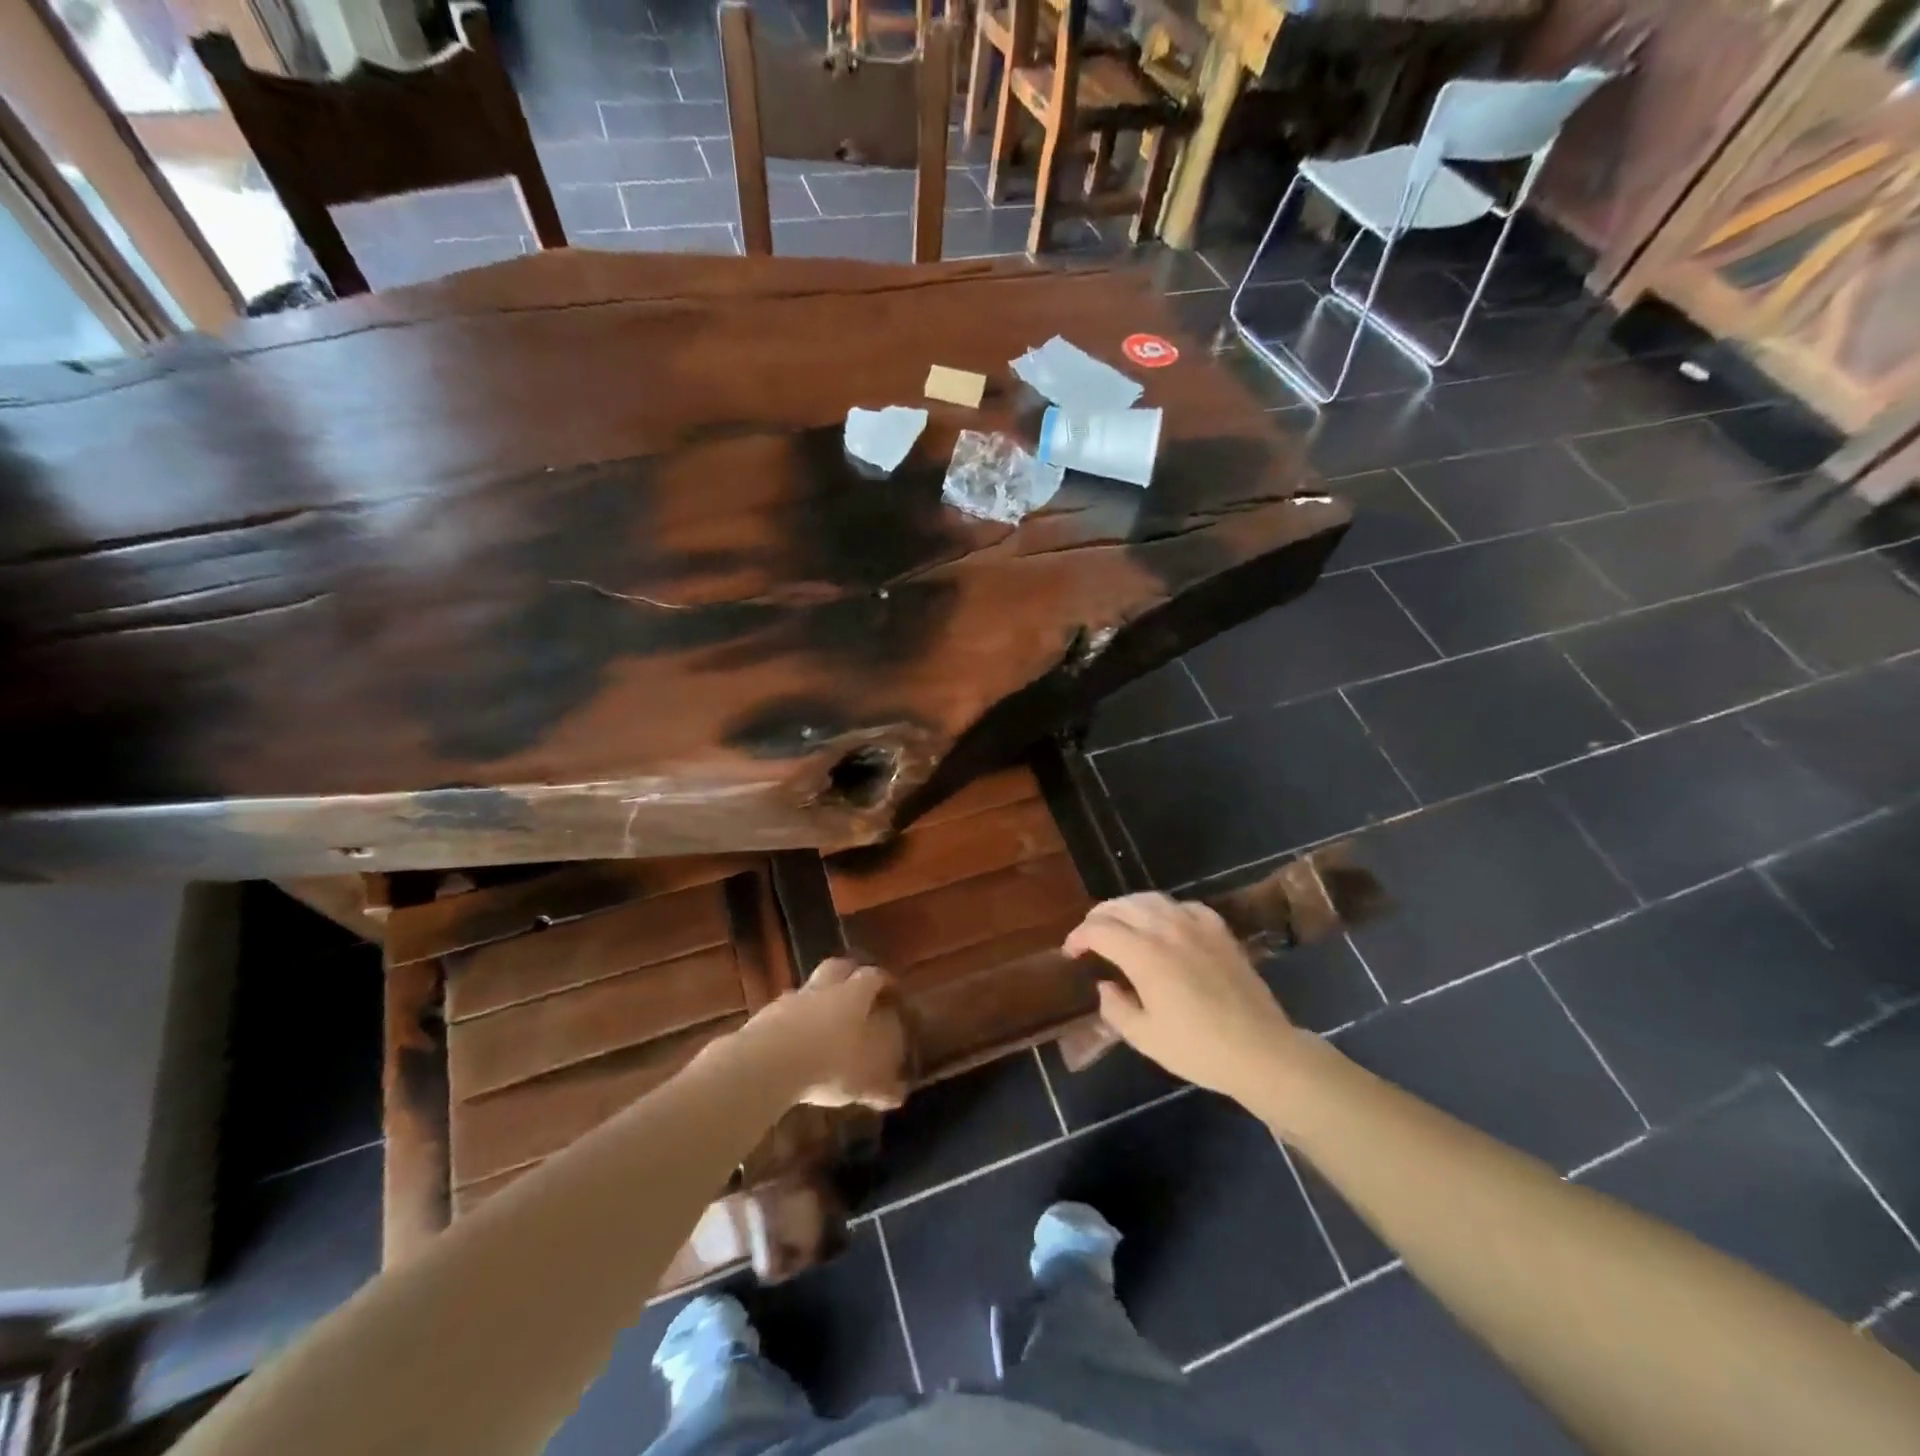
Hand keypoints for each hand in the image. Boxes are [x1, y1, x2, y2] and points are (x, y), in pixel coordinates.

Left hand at [741, 958, 908, 1109]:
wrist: (768, 1064)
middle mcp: (823, 988)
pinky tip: (796, 1041)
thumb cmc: (829, 1064)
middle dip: (849, 974)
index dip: (885, 981)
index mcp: (854, 994)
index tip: (892, 990)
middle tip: (858, 988)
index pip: (874, 976)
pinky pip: (786, 1012)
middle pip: (838, 967)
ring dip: (818, 999)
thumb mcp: (864, 1082)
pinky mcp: (765, 1016)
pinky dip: (794, 1021)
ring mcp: (791, 1000)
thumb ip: (882, 1088)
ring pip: (809, 988)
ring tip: (824, 1020)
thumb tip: (899, 1096)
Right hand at [1064, 893, 1297, 1104]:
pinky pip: (1183, 906)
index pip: (1099, 930)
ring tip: (1120, 924)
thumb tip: (1105, 985)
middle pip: (1121, 906)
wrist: (1260, 1051)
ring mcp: (1196, 926)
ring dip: (1127, 908)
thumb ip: (1115, 1008)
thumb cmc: (1198, 1049)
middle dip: (1098, 917)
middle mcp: (1166, 929)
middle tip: (1090, 937)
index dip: (1078, 937)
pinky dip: (1164, 910)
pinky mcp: (1219, 931)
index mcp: (1144, 954)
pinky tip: (1164, 925)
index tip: (1071, 953)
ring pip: (1151, 899)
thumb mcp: (1145, 1037)